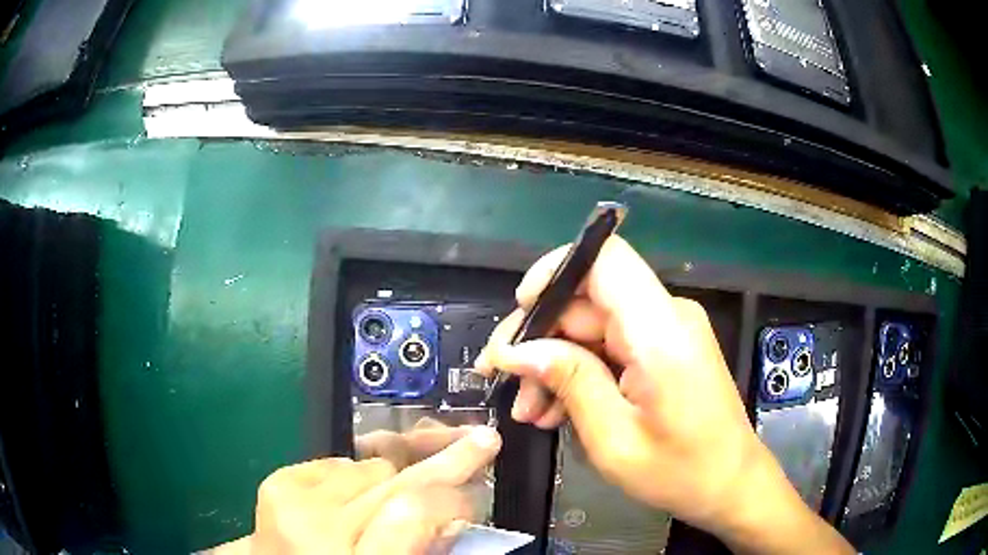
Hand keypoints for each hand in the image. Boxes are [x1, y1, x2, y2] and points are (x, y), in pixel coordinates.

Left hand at [208, 422, 500, 554]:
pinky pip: (338, 462)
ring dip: (394, 475)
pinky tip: (361, 493)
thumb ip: (421, 547)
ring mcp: (290, 498)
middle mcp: (316, 527)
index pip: (416, 510)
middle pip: (393, 479)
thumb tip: (455, 514)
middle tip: (479, 441)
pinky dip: (359, 475)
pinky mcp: (279, 481)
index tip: (481, 479)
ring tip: (409, 482)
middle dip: (443, 461)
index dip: (456, 494)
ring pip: (368, 465)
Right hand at [476, 236, 852, 553]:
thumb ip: (569, 383)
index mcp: (661, 333)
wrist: (731, 484)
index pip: (604, 260)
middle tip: (506, 383)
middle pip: (588, 299)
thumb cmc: (680, 472)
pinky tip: (557, 409)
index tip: (520, 313)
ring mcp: (668, 331)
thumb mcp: (614, 440)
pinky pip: (611, 345)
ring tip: (530, 410)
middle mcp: (668, 316)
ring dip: (556, 362)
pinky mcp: (666, 348)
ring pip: (593, 326)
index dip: (555, 271)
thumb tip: (517, 350)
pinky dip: (581, 371)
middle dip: (541, 339)